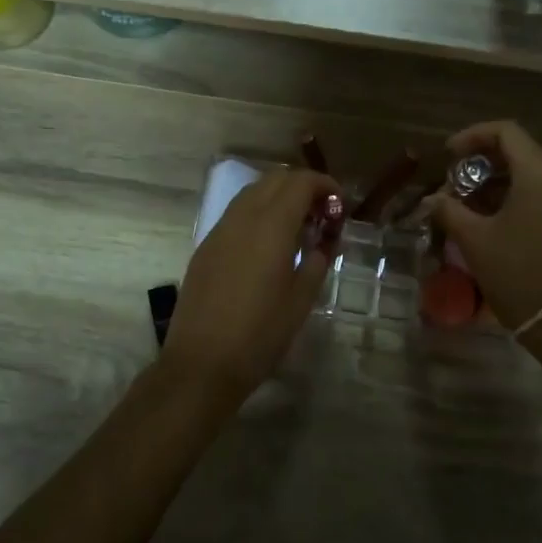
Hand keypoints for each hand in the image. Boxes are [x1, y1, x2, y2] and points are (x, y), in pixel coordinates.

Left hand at [162, 167, 337, 398]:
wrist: (201, 363)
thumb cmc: (260, 335)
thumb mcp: (301, 300)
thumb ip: (317, 260)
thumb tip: (325, 241)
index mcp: (271, 227)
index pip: (300, 182)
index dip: (324, 185)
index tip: (339, 204)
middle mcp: (243, 218)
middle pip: (275, 179)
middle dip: (302, 186)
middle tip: (321, 213)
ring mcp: (220, 230)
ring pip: (252, 192)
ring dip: (278, 196)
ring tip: (297, 226)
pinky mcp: (206, 246)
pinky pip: (236, 213)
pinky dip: (258, 212)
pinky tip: (268, 243)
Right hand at [428, 121, 541, 333]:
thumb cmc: (519, 275)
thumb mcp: (475, 240)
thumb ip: (450, 210)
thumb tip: (432, 199)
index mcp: (541, 173)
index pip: (506, 132)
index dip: (473, 135)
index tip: (448, 154)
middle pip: (522, 149)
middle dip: (486, 160)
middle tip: (458, 180)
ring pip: (537, 171)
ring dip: (503, 179)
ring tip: (473, 201)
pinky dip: (523, 194)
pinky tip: (499, 217)